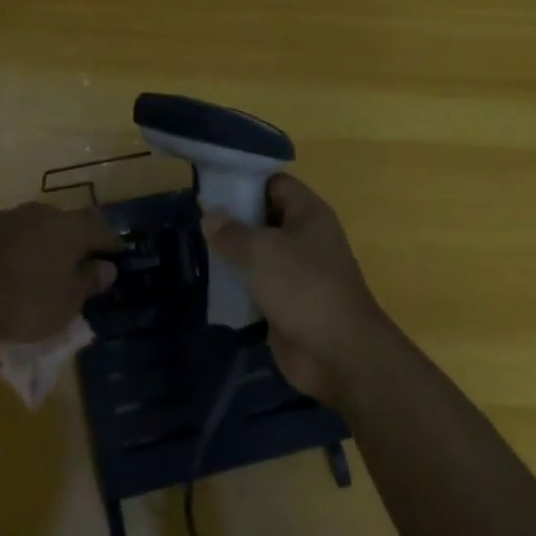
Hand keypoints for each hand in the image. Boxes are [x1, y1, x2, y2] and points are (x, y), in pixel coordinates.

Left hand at [0, 202, 121, 345]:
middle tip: (73, 265)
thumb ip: (88, 281)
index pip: (99, 230)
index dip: (110, 244)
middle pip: (63, 224)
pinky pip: (1, 238)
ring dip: (37, 244)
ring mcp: (3, 217)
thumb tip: (106, 267)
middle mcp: (38, 213)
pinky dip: (8, 251)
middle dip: (70, 242)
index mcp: (68, 228)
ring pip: (30, 228)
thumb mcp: (67, 303)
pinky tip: (1, 272)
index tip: (116, 256)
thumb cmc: (25, 302)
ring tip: (34, 270)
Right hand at [202, 175, 394, 403]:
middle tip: (197, 219)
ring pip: (258, 252)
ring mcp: (297, 271)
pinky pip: (257, 283)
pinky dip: (238, 284)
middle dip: (233, 219)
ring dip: (233, 253)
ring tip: (199, 248)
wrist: (338, 354)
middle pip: (264, 217)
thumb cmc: (303, 287)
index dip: (245, 181)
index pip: (274, 183)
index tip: (211, 188)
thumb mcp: (261, 251)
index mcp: (308, 214)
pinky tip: (212, 282)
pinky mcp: (287, 301)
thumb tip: (209, 216)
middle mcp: (305, 237)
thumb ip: (231, 231)